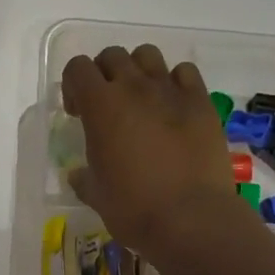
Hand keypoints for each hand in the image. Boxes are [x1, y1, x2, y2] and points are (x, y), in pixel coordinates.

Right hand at [62, 44, 251, 264]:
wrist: (190, 218)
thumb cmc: (133, 209)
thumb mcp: (96, 195)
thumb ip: (84, 178)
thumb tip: (79, 175)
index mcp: (101, 107)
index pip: (77, 68)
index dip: (72, 86)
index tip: (77, 112)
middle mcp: (134, 88)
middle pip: (113, 56)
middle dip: (103, 75)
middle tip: (106, 106)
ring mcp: (171, 91)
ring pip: (148, 55)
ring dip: (138, 71)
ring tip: (140, 100)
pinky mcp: (201, 102)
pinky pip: (184, 72)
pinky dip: (174, 81)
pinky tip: (172, 107)